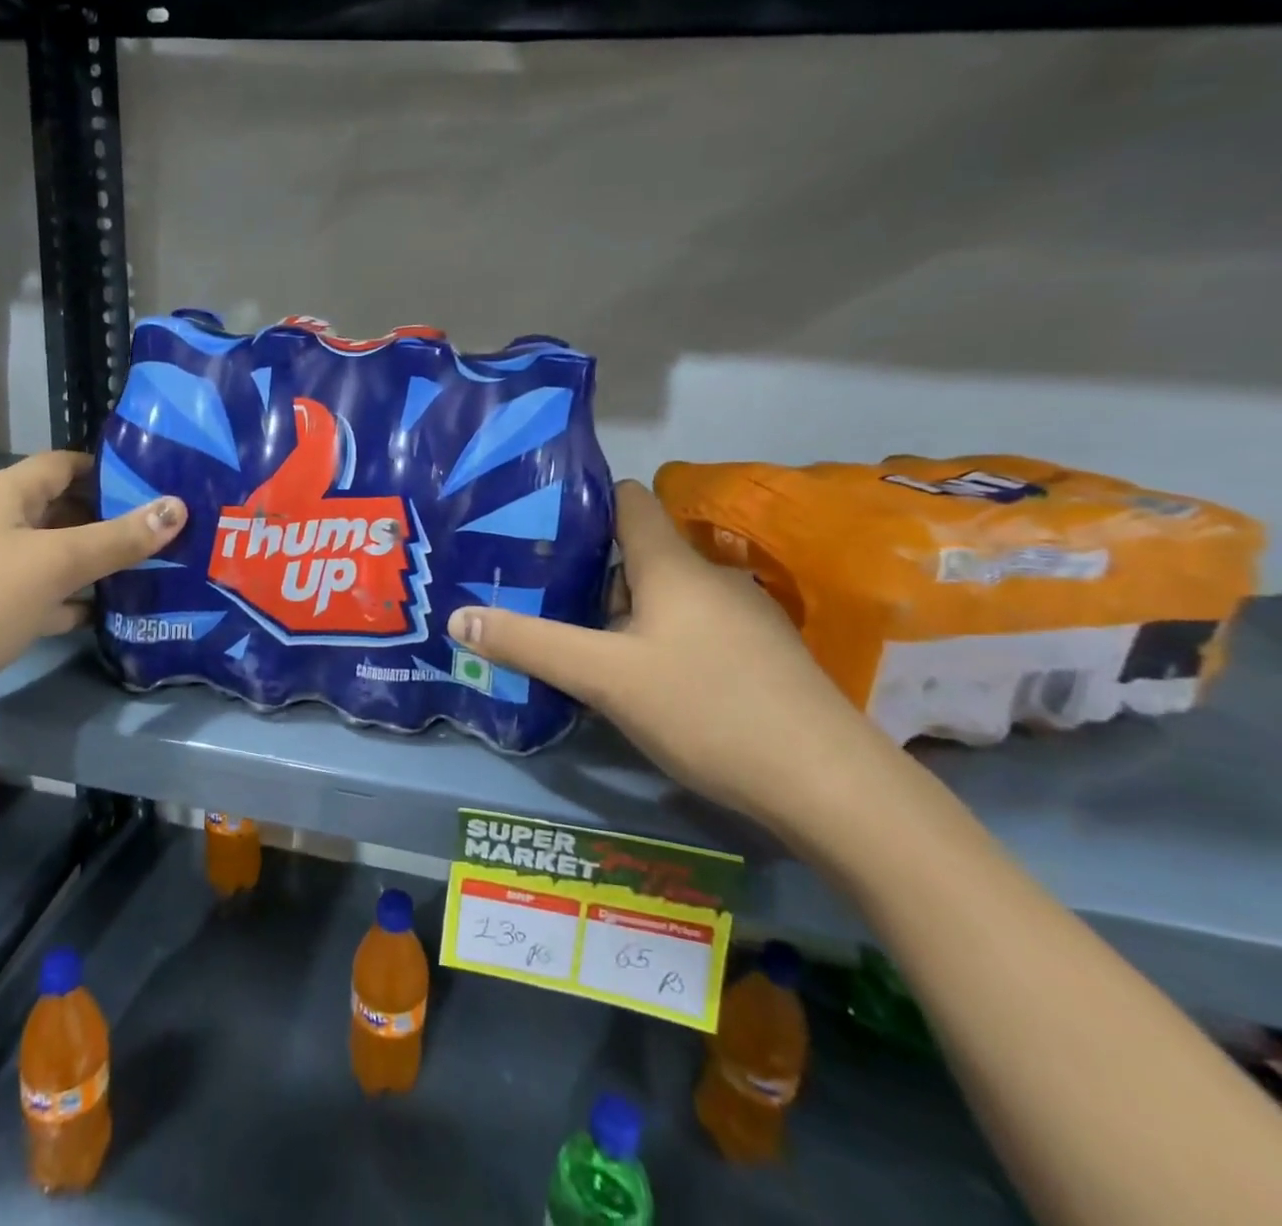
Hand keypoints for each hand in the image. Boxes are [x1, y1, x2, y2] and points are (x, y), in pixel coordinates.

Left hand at [0, 451, 183, 714]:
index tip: (159, 486)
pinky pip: (34, 592)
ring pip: (50, 554)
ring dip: (92, 563)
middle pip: (61, 508)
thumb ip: (117, 539)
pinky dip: (65, 599)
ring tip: (148, 573)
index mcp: (5, 493)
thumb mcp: (53, 566)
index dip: (111, 470)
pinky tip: (99, 614)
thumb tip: (178, 507)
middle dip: (111, 520)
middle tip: (166, 534)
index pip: (66, 463)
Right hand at [447, 479, 901, 833]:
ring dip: (620, 612)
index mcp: (673, 566)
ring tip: (575, 640)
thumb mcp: (603, 677)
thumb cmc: (706, 708)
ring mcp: (741, 619)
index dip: (585, 503)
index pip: (628, 502)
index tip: (537, 522)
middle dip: (588, 572)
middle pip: (638, 555)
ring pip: (664, 597)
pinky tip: (637, 681)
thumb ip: (530, 644)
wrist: (829, 786)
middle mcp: (710, 579)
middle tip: (537, 594)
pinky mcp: (759, 657)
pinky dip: (655, 640)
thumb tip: (457, 617)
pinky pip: (690, 629)